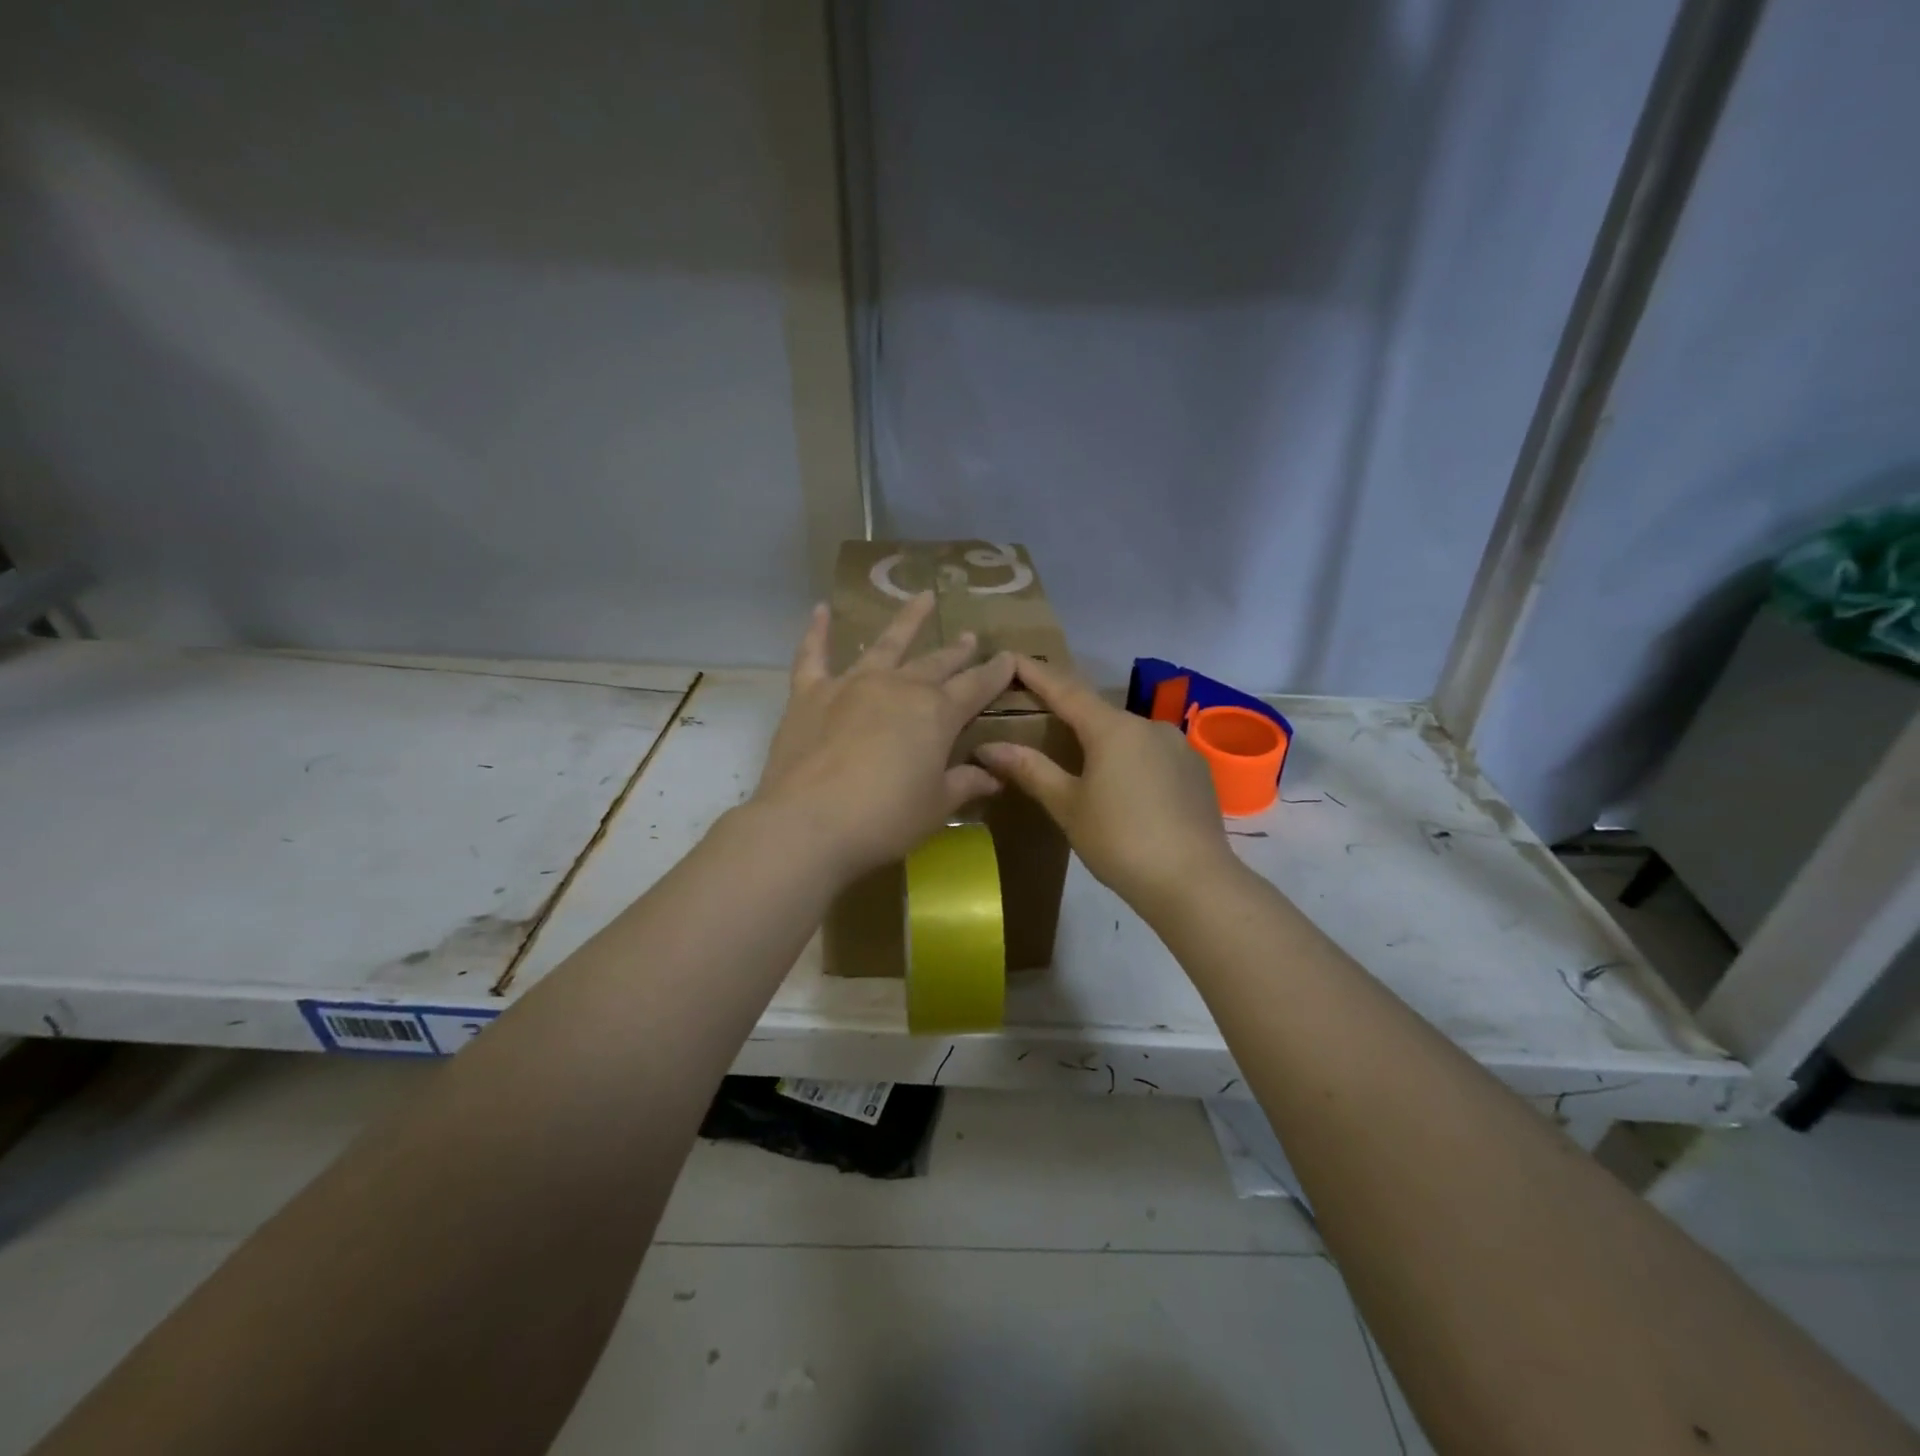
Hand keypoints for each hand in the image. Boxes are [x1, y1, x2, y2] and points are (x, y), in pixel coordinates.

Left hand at [753, 593, 1015, 880]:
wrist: (809, 822)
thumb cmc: (885, 819)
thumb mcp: (936, 806)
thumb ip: (965, 784)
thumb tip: (992, 775)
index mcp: (936, 713)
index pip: (976, 687)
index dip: (996, 673)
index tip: (1010, 658)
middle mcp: (898, 687)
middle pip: (936, 663)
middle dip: (957, 651)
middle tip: (970, 637)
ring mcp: (852, 684)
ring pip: (886, 644)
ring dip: (907, 621)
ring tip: (923, 597)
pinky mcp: (810, 694)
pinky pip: (813, 655)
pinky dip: (817, 631)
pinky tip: (822, 609)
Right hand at [974, 655, 1236, 915]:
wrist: (1194, 881)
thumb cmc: (1120, 841)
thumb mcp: (1068, 807)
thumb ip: (1031, 770)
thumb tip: (988, 747)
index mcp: (1112, 728)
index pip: (1065, 690)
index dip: (1037, 674)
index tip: (1013, 659)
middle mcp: (1148, 724)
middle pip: (1098, 713)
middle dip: (1069, 716)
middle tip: (1041, 724)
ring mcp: (1178, 745)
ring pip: (1128, 735)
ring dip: (1102, 743)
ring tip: (1084, 766)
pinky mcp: (1196, 769)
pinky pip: (1153, 754)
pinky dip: (1131, 761)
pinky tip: (1126, 789)